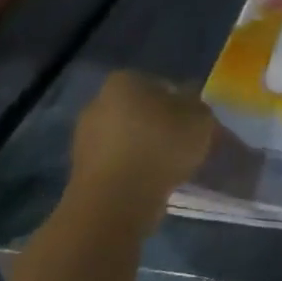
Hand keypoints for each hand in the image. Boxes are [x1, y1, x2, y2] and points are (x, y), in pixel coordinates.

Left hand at [69, 72, 214, 205]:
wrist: (117, 199)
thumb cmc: (161, 146)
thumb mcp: (200, 119)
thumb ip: (198, 107)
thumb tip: (191, 105)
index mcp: (125, 81)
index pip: (161, 85)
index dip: (183, 104)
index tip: (196, 124)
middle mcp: (98, 101)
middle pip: (141, 111)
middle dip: (162, 125)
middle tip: (186, 145)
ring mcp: (85, 136)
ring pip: (128, 137)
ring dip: (147, 148)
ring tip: (172, 168)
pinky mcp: (81, 169)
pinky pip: (118, 162)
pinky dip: (134, 169)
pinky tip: (152, 182)